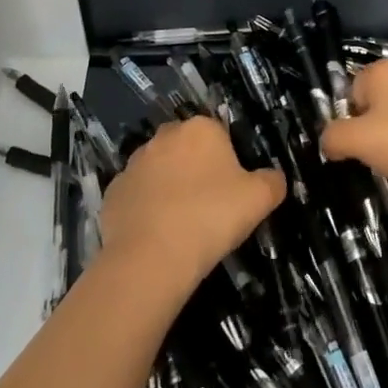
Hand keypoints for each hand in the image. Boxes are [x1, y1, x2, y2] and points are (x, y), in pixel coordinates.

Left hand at [99, 116, 285, 291]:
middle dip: (195, 170)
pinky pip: (136, 196)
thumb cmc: (211, 217)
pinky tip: (156, 235)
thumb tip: (274, 178)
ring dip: (169, 188)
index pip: (219, 134)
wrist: (151, 258)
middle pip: (186, 149)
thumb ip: (272, 182)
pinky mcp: (113, 192)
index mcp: (200, 129)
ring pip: (159, 171)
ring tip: (181, 225)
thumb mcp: (259, 199)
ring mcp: (134, 164)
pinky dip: (145, 209)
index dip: (227, 162)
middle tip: (209, 206)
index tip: (232, 191)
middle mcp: (164, 137)